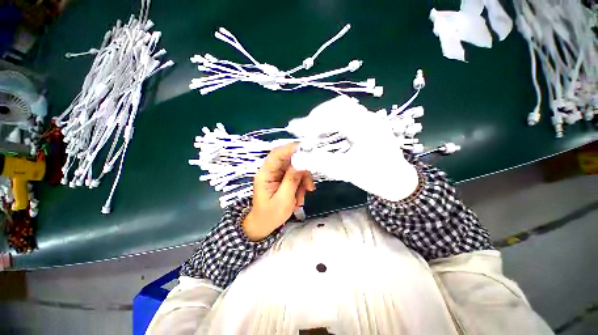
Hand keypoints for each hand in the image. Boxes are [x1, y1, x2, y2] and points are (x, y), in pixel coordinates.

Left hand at [243, 143, 314, 240]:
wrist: (264, 225)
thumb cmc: (271, 214)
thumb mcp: (284, 199)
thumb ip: (292, 180)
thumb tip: (302, 163)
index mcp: (265, 174)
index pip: (277, 155)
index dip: (291, 149)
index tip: (307, 149)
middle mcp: (271, 171)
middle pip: (289, 160)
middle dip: (302, 170)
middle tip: (309, 182)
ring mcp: (278, 174)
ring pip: (295, 168)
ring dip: (303, 180)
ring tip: (304, 195)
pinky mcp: (283, 179)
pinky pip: (296, 176)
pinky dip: (302, 185)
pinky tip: (300, 197)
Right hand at [288, 96, 418, 201]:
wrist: (397, 181)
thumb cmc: (376, 177)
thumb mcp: (346, 171)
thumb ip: (320, 163)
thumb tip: (296, 159)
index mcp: (367, 127)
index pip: (335, 115)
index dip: (312, 123)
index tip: (296, 131)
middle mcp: (369, 118)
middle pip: (338, 106)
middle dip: (317, 117)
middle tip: (303, 131)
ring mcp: (369, 120)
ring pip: (342, 109)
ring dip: (323, 117)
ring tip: (312, 131)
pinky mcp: (366, 124)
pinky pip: (346, 115)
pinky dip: (331, 121)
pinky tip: (324, 131)